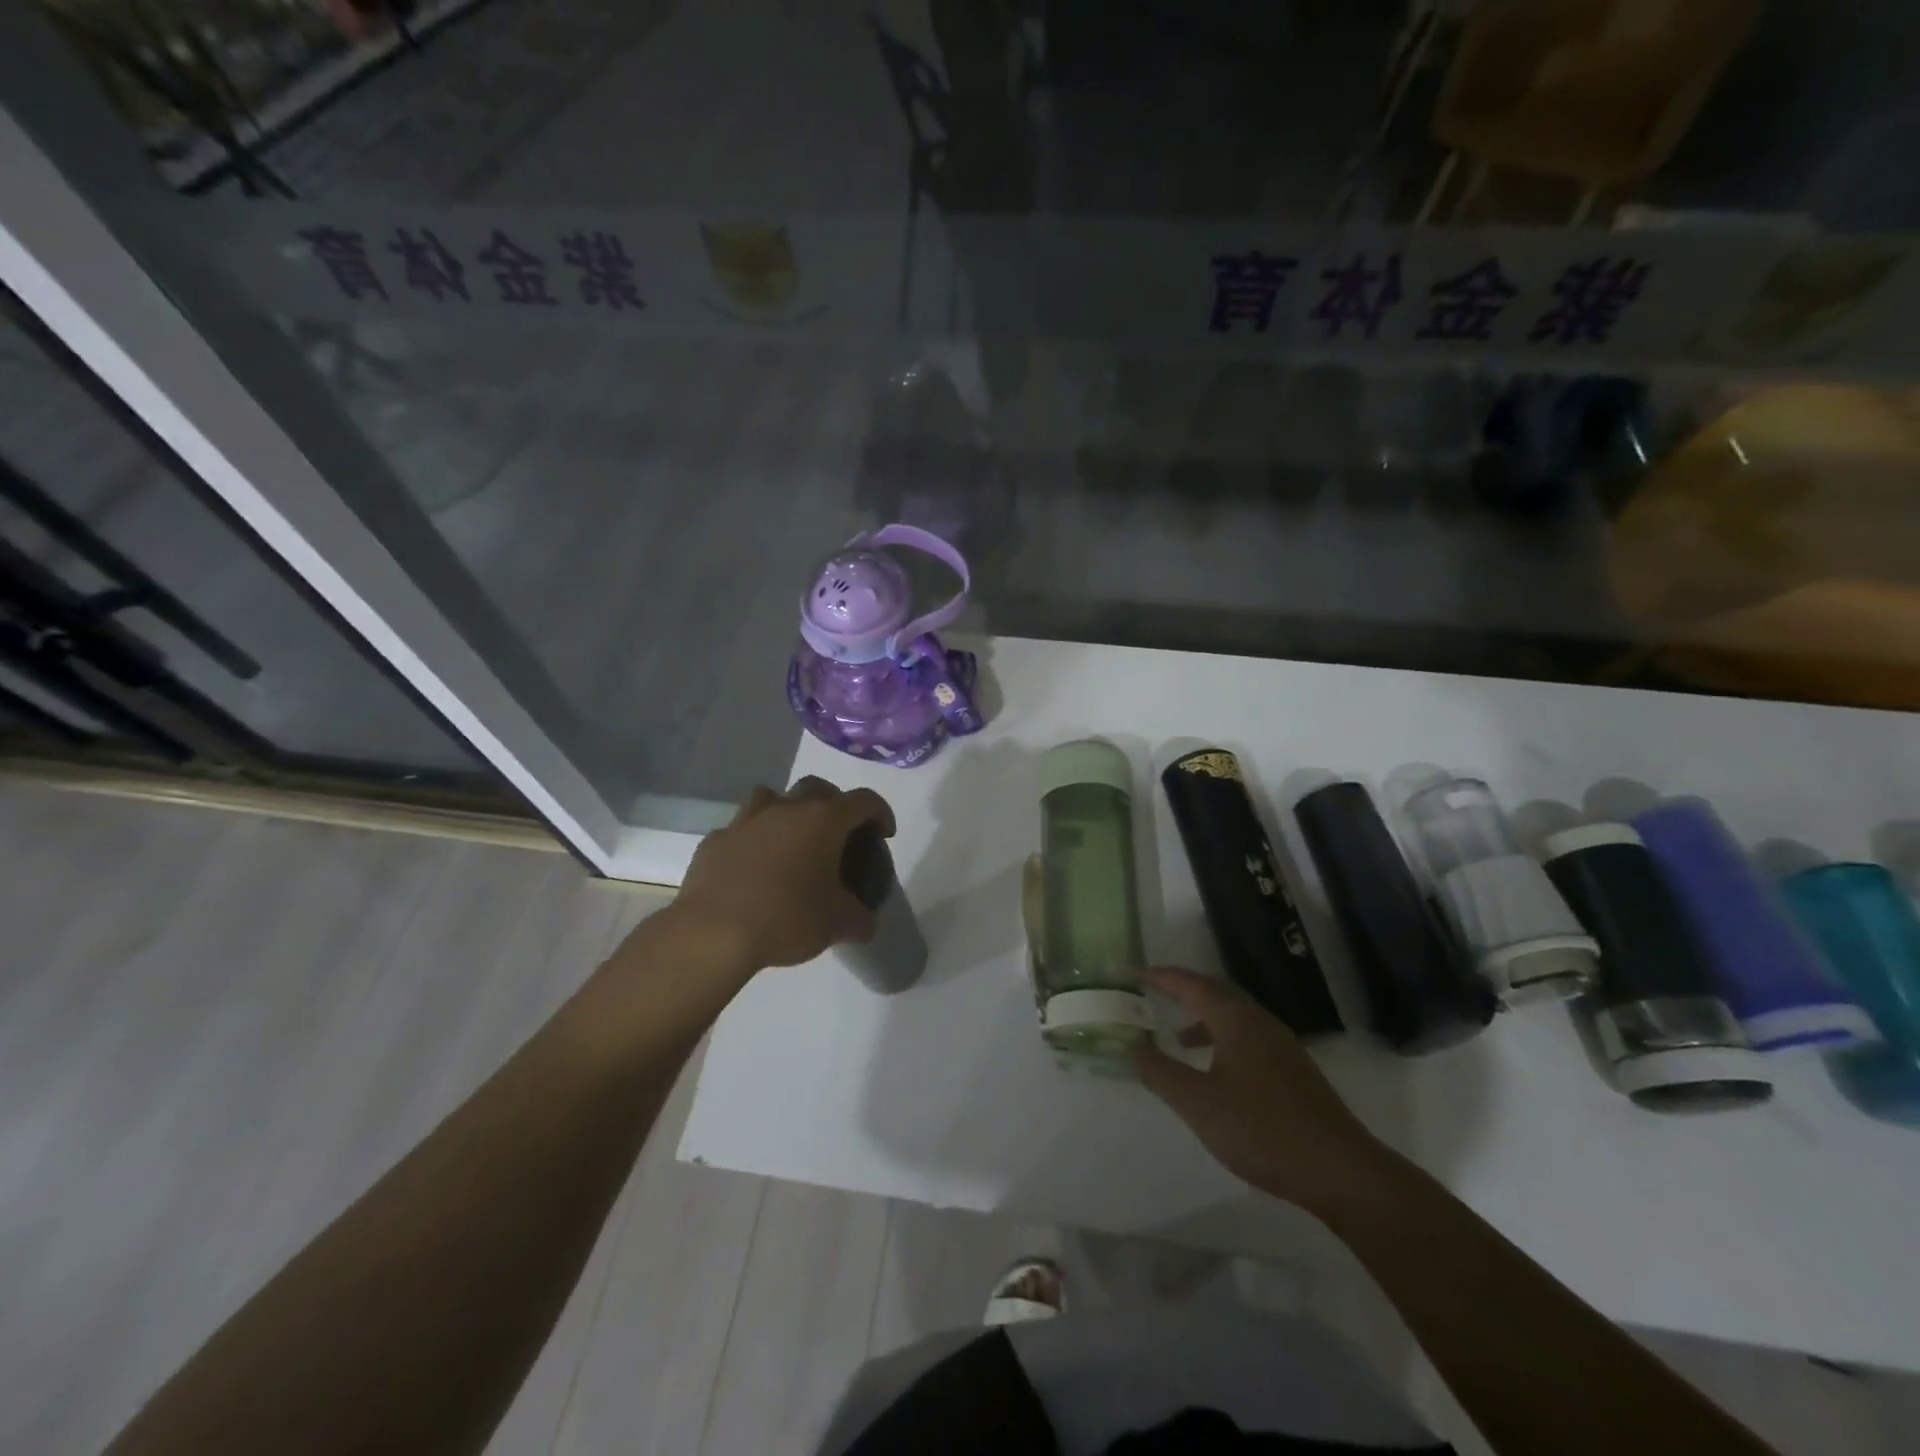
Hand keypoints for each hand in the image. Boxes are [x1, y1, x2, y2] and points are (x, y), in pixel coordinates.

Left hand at [670, 777, 896, 972]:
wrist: (713, 932)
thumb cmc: (787, 918)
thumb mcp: (837, 925)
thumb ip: (859, 919)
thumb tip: (866, 924)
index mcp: (823, 820)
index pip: (864, 800)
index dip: (881, 813)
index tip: (884, 834)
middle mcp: (786, 808)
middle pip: (817, 787)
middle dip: (833, 804)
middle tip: (837, 834)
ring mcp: (745, 820)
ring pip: (771, 797)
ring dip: (786, 811)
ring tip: (790, 841)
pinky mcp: (714, 840)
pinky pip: (739, 830)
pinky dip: (751, 841)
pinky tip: (752, 868)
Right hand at [1133, 967, 1399, 1215]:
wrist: (1341, 1172)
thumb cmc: (1262, 1130)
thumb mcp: (1199, 1103)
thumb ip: (1161, 1073)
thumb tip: (1133, 1046)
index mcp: (1236, 1020)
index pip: (1192, 984)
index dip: (1162, 977)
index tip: (1136, 972)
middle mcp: (1260, 1022)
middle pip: (1217, 993)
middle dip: (1184, 990)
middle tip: (1155, 991)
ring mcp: (1282, 1046)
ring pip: (1235, 1017)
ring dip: (1204, 1018)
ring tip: (1178, 1037)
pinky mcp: (1294, 1071)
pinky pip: (1248, 1038)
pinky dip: (1222, 1039)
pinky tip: (1216, 1071)